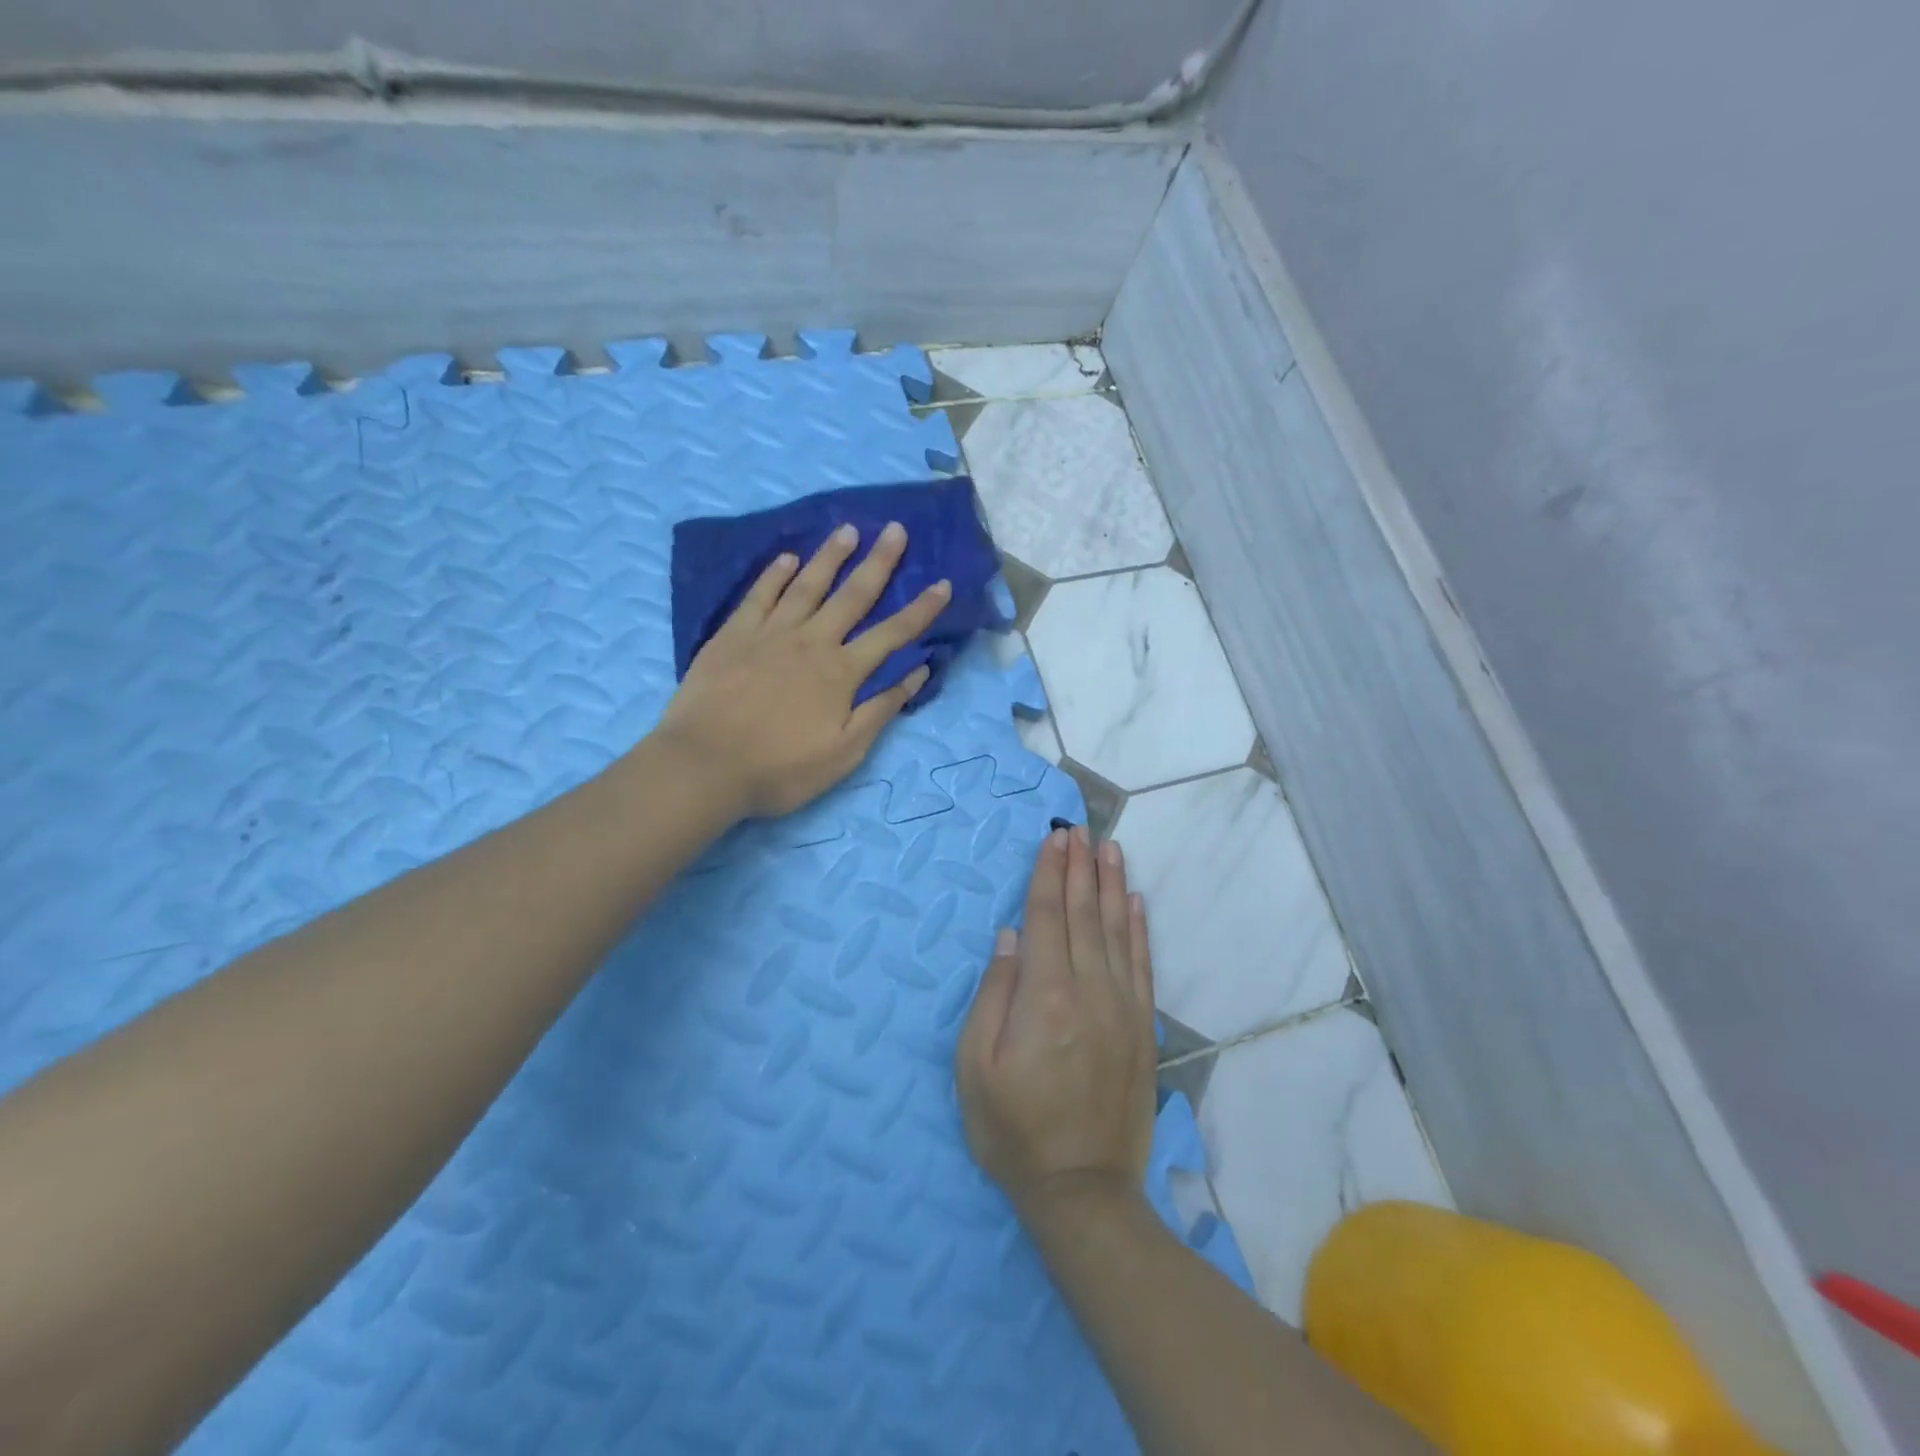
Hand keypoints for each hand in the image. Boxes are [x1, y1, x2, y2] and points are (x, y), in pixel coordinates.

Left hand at [655, 522, 950, 818]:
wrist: (704, 765)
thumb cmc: (780, 769)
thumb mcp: (844, 753)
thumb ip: (881, 709)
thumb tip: (918, 671)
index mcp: (842, 672)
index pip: (892, 634)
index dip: (921, 609)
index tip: (943, 584)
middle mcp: (811, 641)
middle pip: (853, 595)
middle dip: (879, 562)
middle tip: (896, 529)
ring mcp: (770, 633)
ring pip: (807, 585)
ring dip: (830, 556)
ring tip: (848, 530)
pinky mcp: (733, 635)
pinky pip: (759, 595)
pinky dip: (775, 574)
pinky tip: (787, 558)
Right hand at [957, 826, 1158, 1223]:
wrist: (1082, 1189)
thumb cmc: (1013, 1130)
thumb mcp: (975, 1067)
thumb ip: (993, 994)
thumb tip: (1010, 936)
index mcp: (1044, 997)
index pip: (1047, 918)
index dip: (1049, 875)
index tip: (1054, 839)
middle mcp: (1089, 990)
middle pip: (1083, 914)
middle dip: (1080, 868)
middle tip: (1080, 830)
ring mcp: (1122, 1007)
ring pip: (1117, 930)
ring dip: (1111, 885)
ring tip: (1109, 848)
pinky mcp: (1142, 1027)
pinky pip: (1143, 964)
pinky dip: (1139, 927)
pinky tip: (1135, 901)